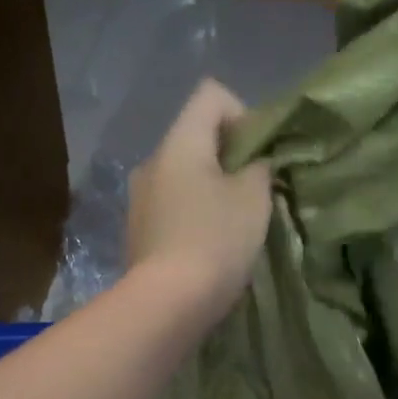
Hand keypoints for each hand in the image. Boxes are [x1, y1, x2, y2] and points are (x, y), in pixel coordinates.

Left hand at [126, 80, 272, 319]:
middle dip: (230, 158)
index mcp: (178, 142)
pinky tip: (209, 247)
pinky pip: (172, 207)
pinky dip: (193, 215)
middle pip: (196, 137)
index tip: (259, 155)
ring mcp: (139, 199)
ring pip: (183, 176)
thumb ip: (260, 168)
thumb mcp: (254, 198)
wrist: (167, 303)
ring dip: (211, 190)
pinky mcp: (137, 232)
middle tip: (254, 193)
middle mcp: (151, 162)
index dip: (243, 114)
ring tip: (233, 225)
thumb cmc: (215, 240)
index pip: (211, 95)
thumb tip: (253, 165)